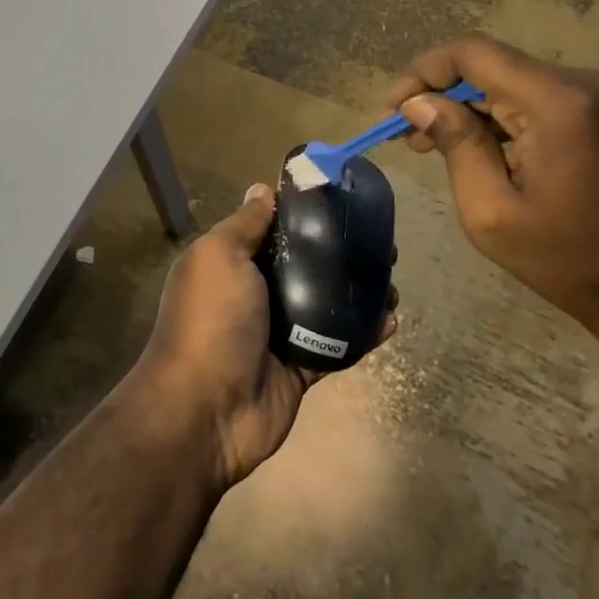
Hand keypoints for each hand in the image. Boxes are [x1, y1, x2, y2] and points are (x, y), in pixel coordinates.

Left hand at [131, 184, 395, 491]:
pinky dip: (362, 333)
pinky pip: (337, 345)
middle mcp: (254, 293)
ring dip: (357, 292)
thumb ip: (244, 225)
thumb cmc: (211, 320)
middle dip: (340, 253)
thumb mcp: (220, 256)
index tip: (341, 200)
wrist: (206, 410)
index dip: (303, 215)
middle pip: (304, 265)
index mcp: (231, 263)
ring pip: (325, 304)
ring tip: (392, 279)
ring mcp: (278, 333)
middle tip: (380, 243)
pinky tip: (391, 319)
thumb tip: (261, 189)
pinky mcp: (300, 367)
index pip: (271, 230)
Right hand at [386, 35, 598, 344]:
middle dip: (447, 97)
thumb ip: (455, 145)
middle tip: (410, 137)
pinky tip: (492, 154)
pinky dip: (512, 120)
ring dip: (478, 111)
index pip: (474, 53)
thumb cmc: (576, 263)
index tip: (394, 106)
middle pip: (497, 69)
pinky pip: (550, 101)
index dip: (424, 71)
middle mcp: (591, 84)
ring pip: (522, 85)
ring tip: (442, 149)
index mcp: (560, 102)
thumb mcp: (493, 212)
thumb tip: (419, 103)